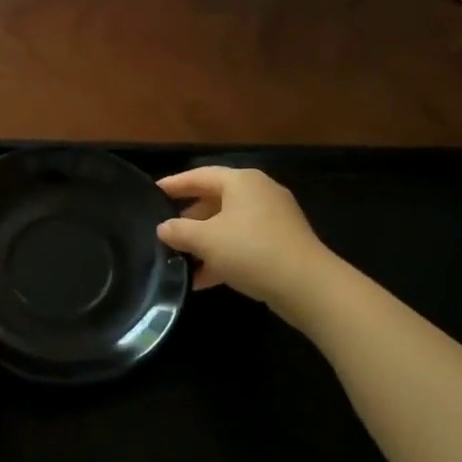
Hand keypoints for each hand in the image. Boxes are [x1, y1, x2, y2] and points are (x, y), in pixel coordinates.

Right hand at [157, 166, 328, 305]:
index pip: (199, 175)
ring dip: (205, 243)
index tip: (153, 192)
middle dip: (189, 219)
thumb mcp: (206, 240)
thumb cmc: (251, 251)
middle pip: (215, 200)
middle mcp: (259, 192)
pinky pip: (244, 242)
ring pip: (229, 224)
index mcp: (241, 181)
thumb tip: (163, 228)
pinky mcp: (282, 243)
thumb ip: (179, 231)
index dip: (174, 184)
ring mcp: (274, 218)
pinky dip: (224, 255)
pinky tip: (204, 279)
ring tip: (180, 261)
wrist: (308, 286)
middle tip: (166, 232)